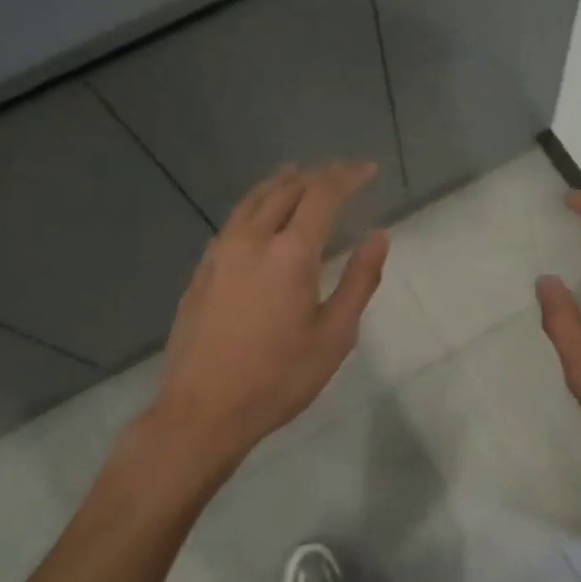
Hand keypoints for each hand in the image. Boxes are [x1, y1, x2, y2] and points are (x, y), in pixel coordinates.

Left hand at [144, 162, 386, 481]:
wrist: (202, 411)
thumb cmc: (278, 378)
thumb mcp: (334, 336)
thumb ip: (359, 281)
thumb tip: (378, 237)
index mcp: (289, 253)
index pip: (322, 194)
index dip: (347, 176)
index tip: (368, 170)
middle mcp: (252, 240)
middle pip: (286, 188)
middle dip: (317, 175)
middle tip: (342, 174)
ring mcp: (220, 252)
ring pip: (253, 199)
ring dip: (282, 182)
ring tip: (300, 175)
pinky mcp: (202, 270)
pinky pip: (234, 219)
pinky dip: (257, 203)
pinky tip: (262, 216)